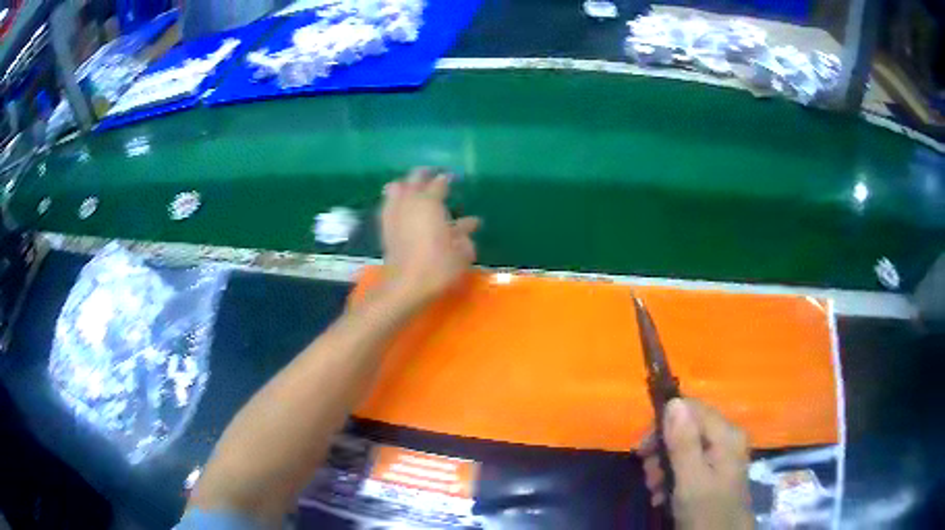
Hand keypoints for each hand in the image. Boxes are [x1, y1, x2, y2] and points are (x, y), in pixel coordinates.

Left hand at [380, 168, 479, 304]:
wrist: (406, 285)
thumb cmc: (439, 266)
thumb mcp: (462, 252)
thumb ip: (465, 234)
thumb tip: (470, 223)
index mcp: (430, 202)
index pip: (439, 183)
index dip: (447, 179)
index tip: (452, 178)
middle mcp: (410, 201)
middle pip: (414, 178)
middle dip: (424, 175)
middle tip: (433, 177)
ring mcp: (394, 212)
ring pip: (395, 187)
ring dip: (405, 185)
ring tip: (413, 189)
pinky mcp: (384, 226)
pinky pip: (388, 204)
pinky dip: (395, 201)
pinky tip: (401, 208)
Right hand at [640, 398, 753, 529]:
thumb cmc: (706, 510)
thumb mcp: (690, 479)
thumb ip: (684, 442)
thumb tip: (674, 402)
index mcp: (726, 434)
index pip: (692, 408)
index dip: (664, 423)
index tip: (641, 449)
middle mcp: (727, 437)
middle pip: (688, 428)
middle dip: (662, 450)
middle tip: (647, 474)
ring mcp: (723, 454)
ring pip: (686, 447)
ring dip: (664, 466)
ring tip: (653, 488)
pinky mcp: (716, 470)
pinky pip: (690, 462)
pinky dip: (673, 476)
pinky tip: (662, 494)